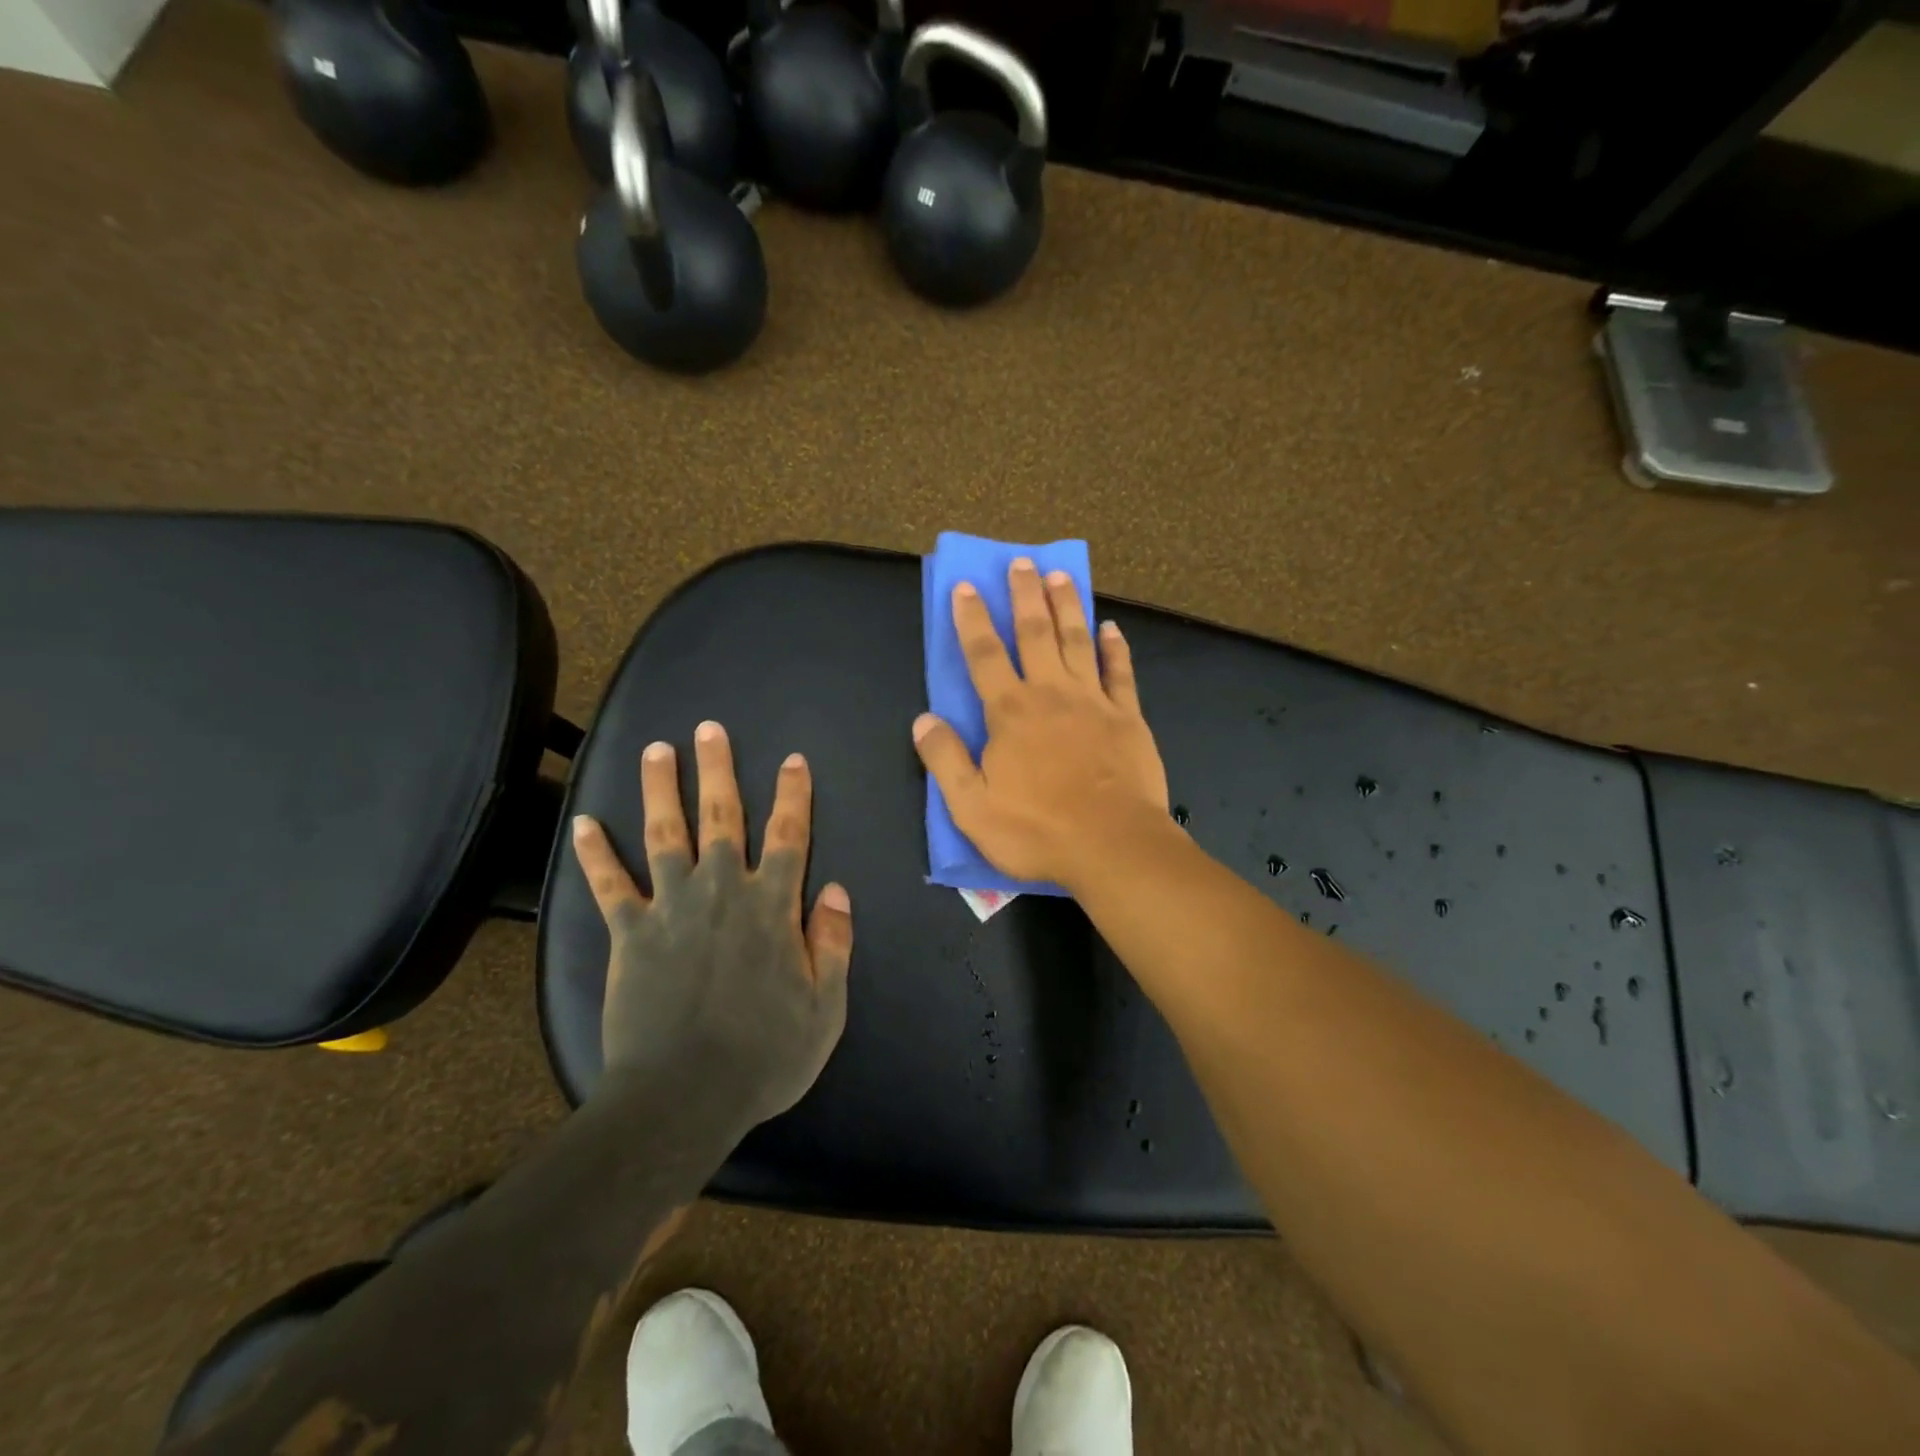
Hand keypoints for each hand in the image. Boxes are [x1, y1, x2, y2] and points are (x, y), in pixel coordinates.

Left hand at [571, 721, 851, 1126]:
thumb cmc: (765, 1055)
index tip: (792, 760)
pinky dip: (594, 854)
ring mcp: (671, 907)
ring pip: (666, 833)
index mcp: (772, 906)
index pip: (788, 836)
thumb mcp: (825, 1006)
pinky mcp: (630, 933)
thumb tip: (836, 890)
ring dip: (661, 788)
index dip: (792, 795)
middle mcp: (722, 891)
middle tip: (709, 729)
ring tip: (656, 749)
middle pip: (722, 817)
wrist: (684, 1097)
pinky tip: (582, 822)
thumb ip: (832, 943)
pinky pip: (608, 885)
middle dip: (718, 770)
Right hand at [913, 557, 1170, 890]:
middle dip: (1025, 595)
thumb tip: (923, 720)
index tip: (966, 586)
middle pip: (1034, 633)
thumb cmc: (1037, 830)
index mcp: (1010, 712)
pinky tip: (1111, 628)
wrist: (1112, 845)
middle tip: (1021, 561)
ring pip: (1077, 641)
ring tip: (1060, 575)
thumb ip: (945, 760)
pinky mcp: (1128, 717)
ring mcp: (1094, 701)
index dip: (972, 619)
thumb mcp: (971, 807)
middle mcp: (1050, 694)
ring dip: (1067, 606)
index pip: (984, 654)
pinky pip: (1120, 673)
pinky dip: (1115, 648)